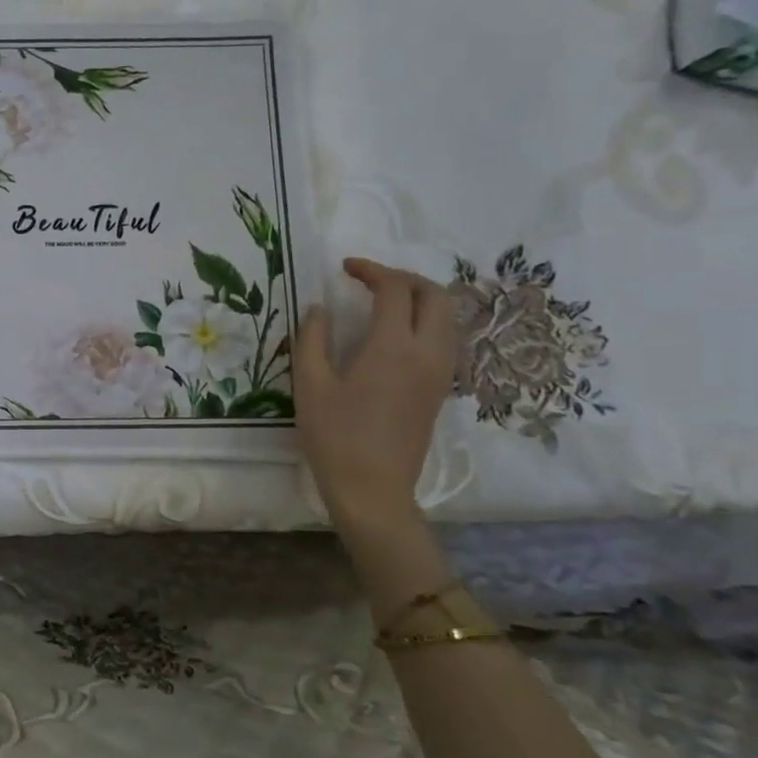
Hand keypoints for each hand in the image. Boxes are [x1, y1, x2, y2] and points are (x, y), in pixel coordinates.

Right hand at [294, 258, 457, 530]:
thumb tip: (320, 309)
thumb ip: (312, 339)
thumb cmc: (334, 437)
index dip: (371, 270)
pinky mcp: (440, 390)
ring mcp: (440, 372)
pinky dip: (427, 321)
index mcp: (393, 347)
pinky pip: (446, 339)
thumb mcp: (310, 384)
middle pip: (435, 295)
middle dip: (404, 277)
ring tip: (386, 301)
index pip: (395, 289)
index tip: (346, 268)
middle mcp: (427, 353)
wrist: (372, 489)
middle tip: (371, 280)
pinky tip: (397, 333)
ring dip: (421, 298)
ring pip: (447, 317)